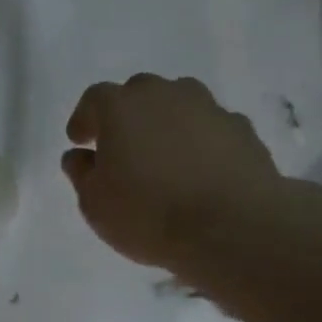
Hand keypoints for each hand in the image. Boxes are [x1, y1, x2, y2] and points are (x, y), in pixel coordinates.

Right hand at [62, 75, 281, 271]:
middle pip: (140, 93)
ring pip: (179, 105)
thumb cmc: (148, 215)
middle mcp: (165, 95)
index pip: (94, 99)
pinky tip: (199, 171)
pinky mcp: (243, 130)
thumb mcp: (95, 204)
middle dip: (127, 116)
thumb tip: (79, 156)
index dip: (85, 119)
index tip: (80, 141)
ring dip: (166, 123)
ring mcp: (209, 108)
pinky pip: (210, 128)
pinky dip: (200, 142)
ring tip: (163, 157)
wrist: (232, 228)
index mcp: (121, 107)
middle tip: (122, 147)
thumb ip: (82, 174)